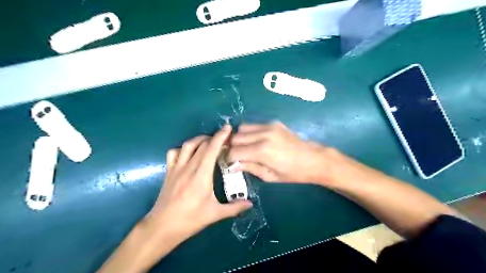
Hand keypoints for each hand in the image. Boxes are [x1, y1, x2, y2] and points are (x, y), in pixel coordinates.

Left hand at [148, 125, 254, 241]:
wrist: (162, 227)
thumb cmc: (190, 219)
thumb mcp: (215, 214)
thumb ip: (234, 207)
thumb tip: (250, 203)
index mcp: (201, 175)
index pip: (211, 149)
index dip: (220, 136)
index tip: (228, 128)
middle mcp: (188, 167)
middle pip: (201, 144)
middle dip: (214, 137)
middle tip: (224, 140)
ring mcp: (176, 168)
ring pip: (187, 145)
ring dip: (200, 139)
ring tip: (209, 142)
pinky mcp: (169, 171)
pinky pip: (174, 153)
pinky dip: (183, 148)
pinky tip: (189, 153)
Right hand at [228, 123, 334, 184]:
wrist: (314, 159)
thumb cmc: (293, 173)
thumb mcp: (269, 176)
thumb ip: (249, 168)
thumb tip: (233, 165)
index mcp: (262, 151)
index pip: (234, 151)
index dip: (229, 158)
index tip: (230, 163)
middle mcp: (263, 135)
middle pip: (235, 137)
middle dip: (233, 147)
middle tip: (236, 156)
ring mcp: (269, 126)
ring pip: (242, 127)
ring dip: (240, 138)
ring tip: (245, 147)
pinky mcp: (274, 123)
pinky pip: (254, 125)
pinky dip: (250, 132)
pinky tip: (256, 141)